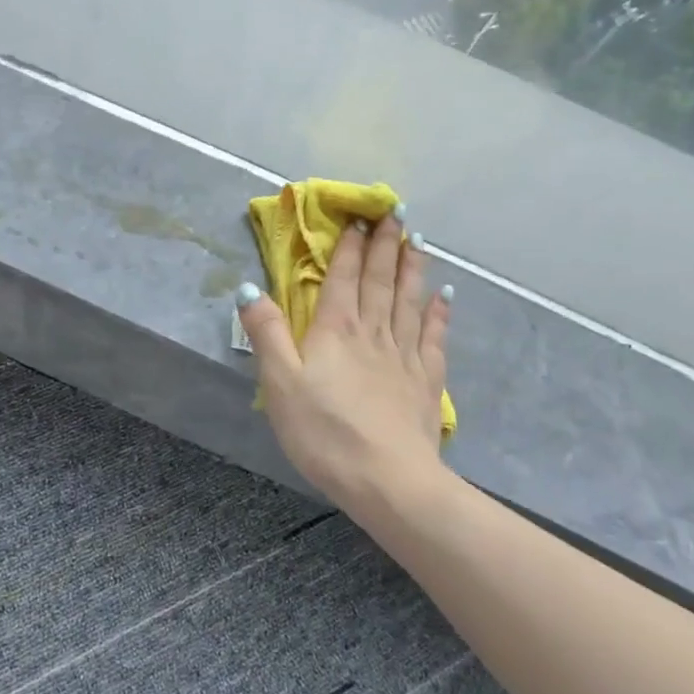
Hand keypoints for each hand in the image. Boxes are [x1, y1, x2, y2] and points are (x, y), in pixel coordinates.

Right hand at [236, 209, 451, 509]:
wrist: (388, 480)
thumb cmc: (324, 432)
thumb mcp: (279, 383)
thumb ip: (266, 333)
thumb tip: (248, 288)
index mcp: (336, 330)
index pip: (343, 278)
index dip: (349, 247)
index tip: (358, 219)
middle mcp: (373, 332)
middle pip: (380, 280)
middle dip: (385, 244)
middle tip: (396, 212)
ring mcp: (404, 355)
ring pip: (409, 300)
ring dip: (413, 268)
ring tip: (419, 240)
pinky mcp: (426, 380)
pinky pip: (434, 336)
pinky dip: (439, 312)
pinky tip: (444, 295)